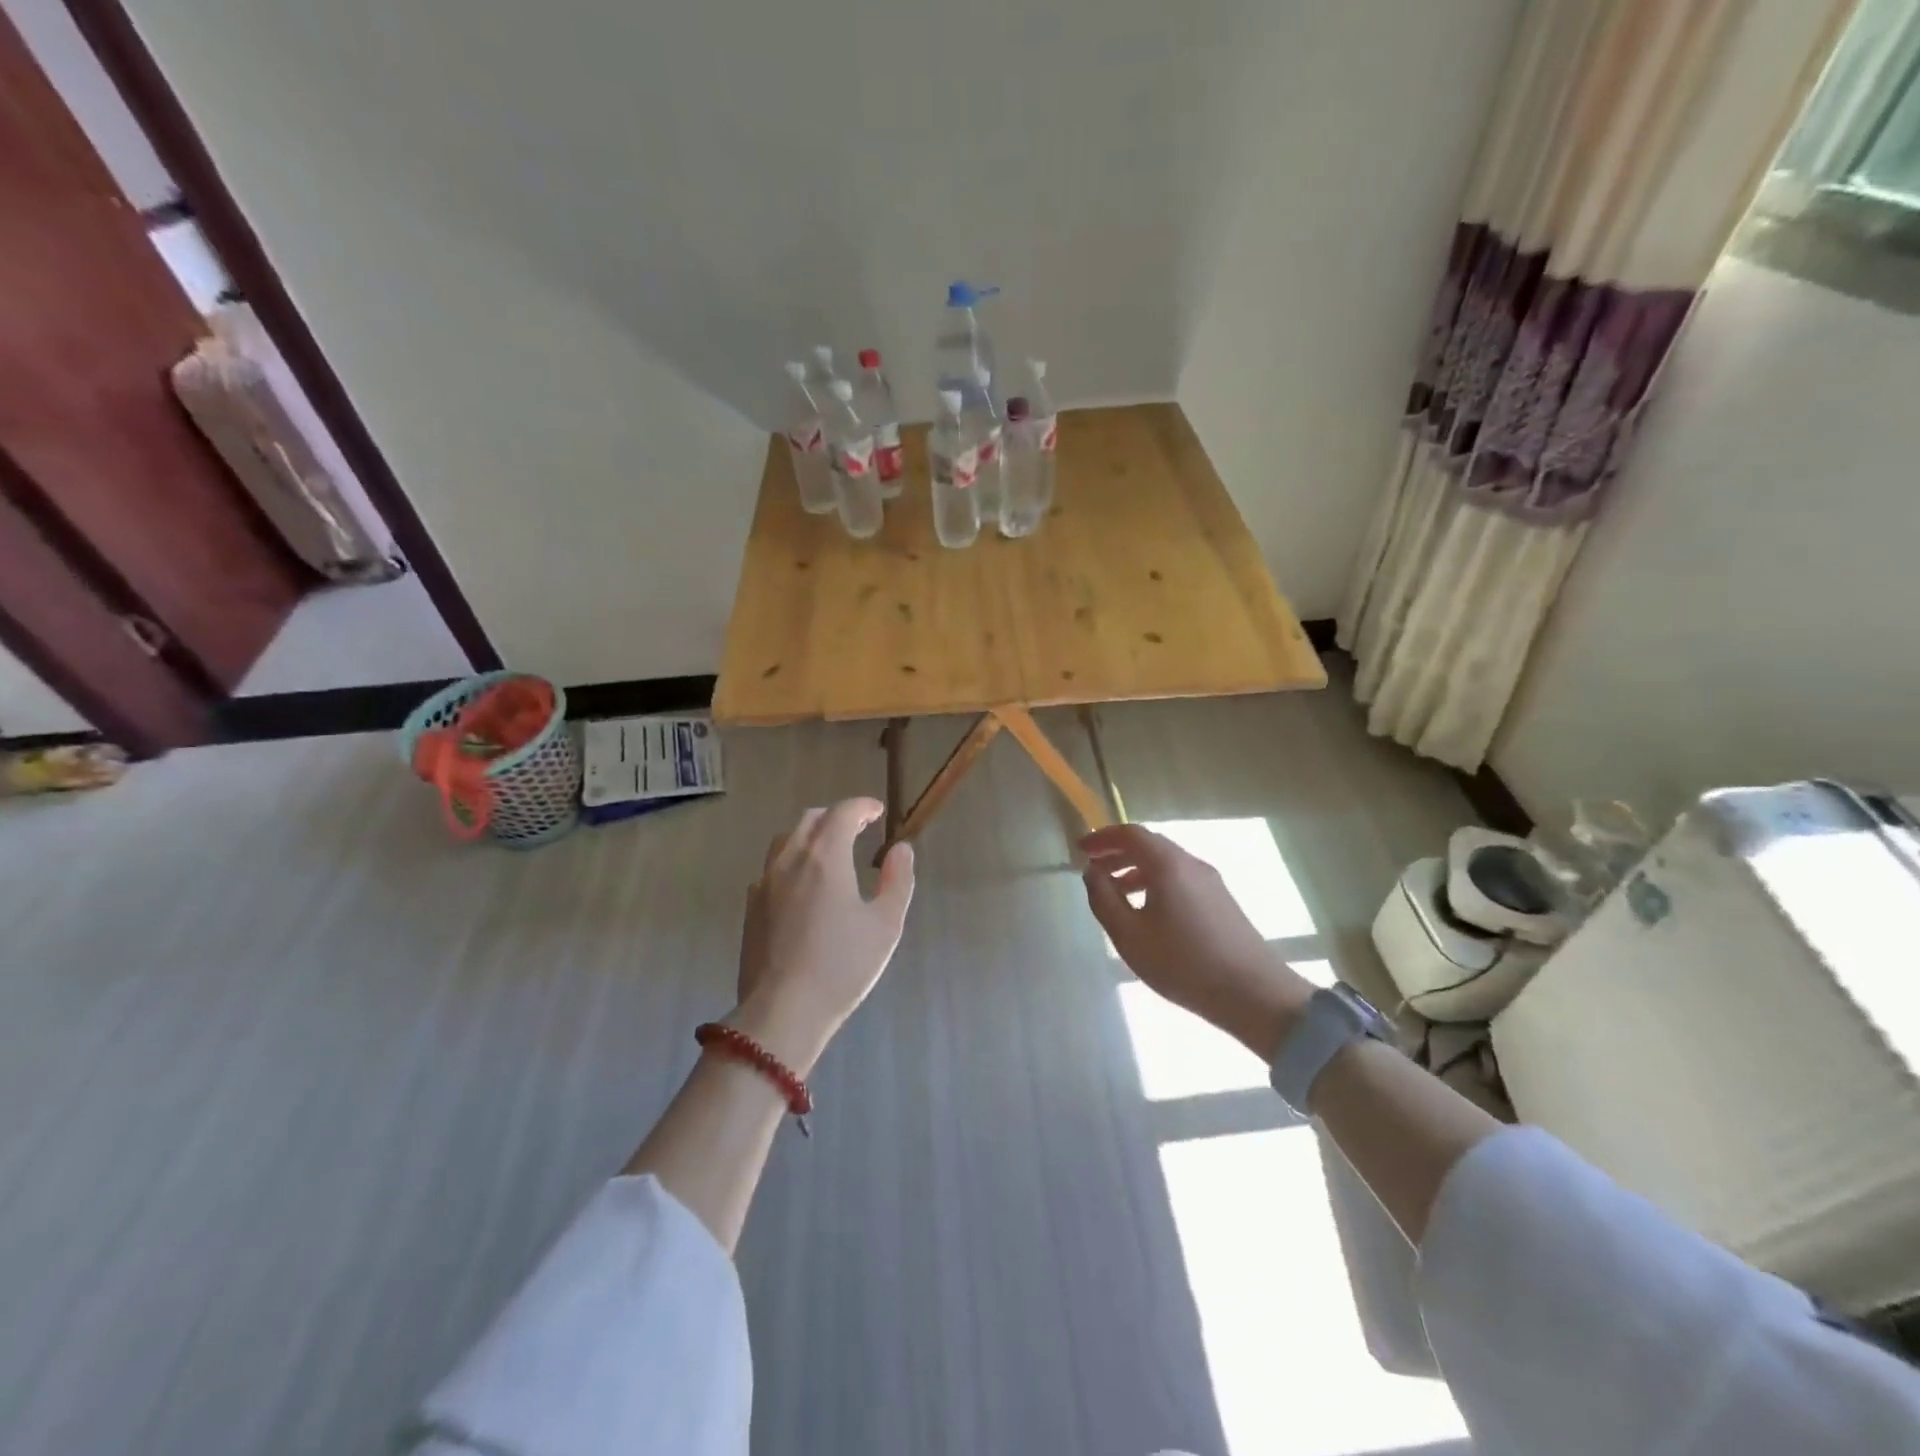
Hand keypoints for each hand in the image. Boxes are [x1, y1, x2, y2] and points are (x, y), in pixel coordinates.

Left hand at [731, 798, 914, 1074]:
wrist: (782, 1011)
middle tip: (858, 828)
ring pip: (787, 840)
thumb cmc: (842, 966)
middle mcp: (791, 859)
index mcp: (825, 856)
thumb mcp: (885, 925)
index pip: (842, 812)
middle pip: (811, 820)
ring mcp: (765, 882)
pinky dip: (792, 861)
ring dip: (811, 835)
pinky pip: (772, 867)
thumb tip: (900, 850)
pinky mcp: (751, 906)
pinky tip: (803, 885)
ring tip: (830, 851)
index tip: (877, 812)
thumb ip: (897, 880)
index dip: (862, 807)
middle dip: (836, 816)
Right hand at [1081, 823, 1310, 1057]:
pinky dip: (1155, 883)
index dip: (1102, 837)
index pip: (1131, 834)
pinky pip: (1180, 879)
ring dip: (1135, 870)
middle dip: (1117, 853)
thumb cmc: (1183, 963)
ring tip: (1115, 894)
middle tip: (1093, 870)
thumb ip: (1104, 899)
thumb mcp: (1129, 935)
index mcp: (1168, 864)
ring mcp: (1211, 882)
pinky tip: (1147, 912)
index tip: (1081, 849)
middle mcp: (1191, 864)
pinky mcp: (1221, 901)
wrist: (1254, 994)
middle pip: (1149, 845)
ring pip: (1166, 863)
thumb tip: (1092, 872)